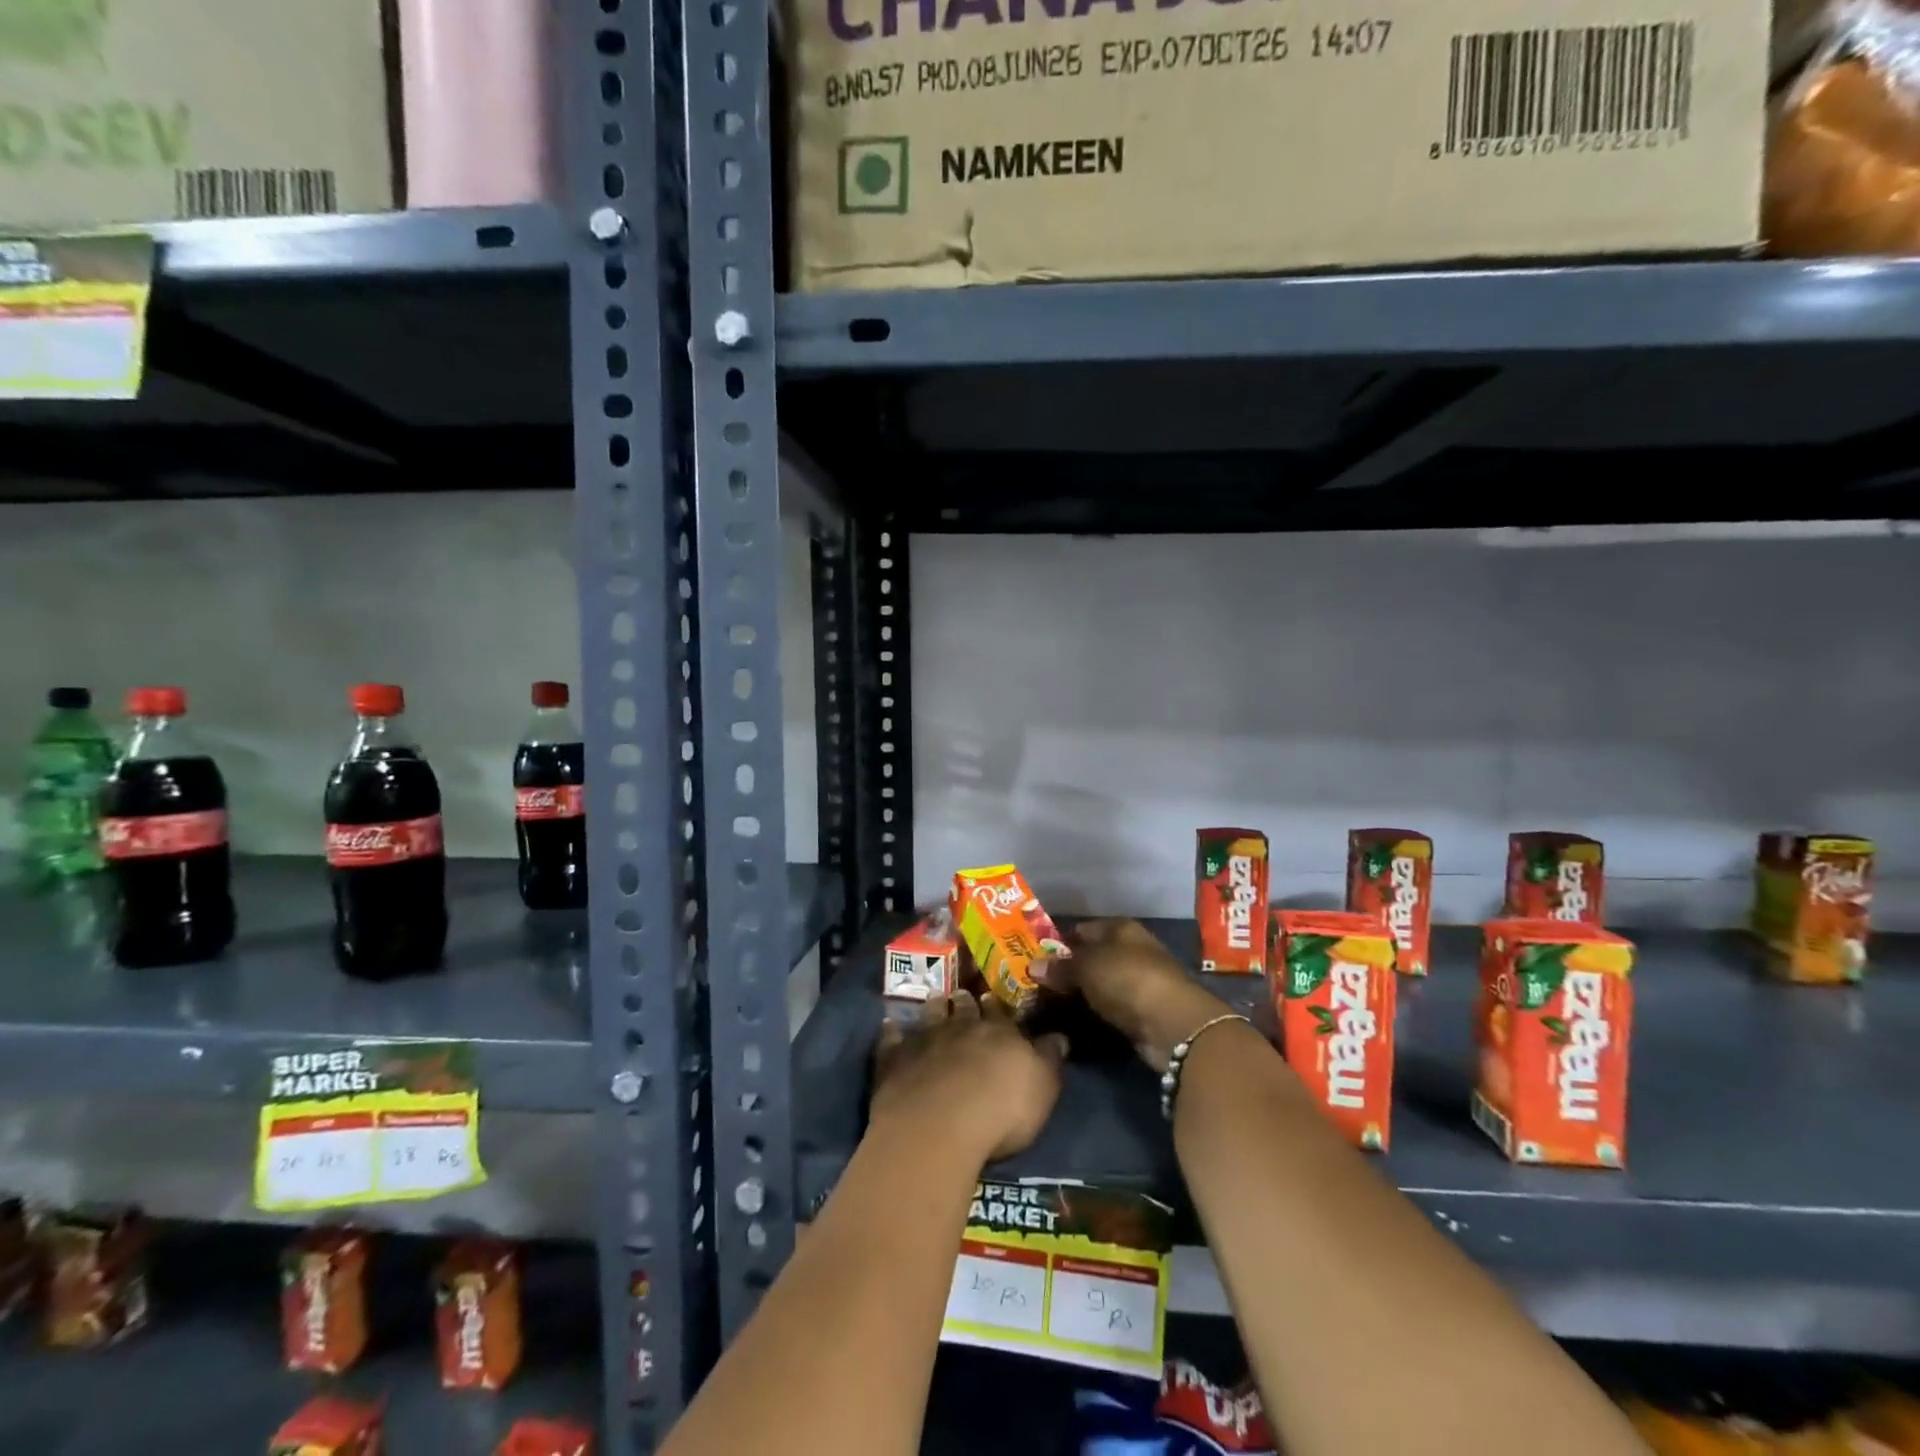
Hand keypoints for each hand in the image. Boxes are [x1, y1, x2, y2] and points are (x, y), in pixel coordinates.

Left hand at [870, 994, 1067, 1163]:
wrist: (940, 1124)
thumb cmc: (1001, 1109)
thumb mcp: (1043, 1087)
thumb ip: (1049, 1059)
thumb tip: (1061, 1035)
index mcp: (999, 1033)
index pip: (1001, 1013)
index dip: (998, 1006)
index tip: (993, 997)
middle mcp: (961, 1027)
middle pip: (964, 1009)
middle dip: (965, 1001)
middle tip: (963, 994)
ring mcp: (925, 1040)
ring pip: (931, 1015)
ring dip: (934, 1007)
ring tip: (936, 999)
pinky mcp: (895, 1058)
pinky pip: (892, 1038)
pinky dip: (892, 1030)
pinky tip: (890, 1023)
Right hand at [1042, 919, 1234, 1070]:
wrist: (1172, 1024)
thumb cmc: (1127, 979)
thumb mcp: (1086, 967)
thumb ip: (1060, 966)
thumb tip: (1032, 966)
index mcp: (1121, 928)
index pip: (1084, 929)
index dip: (1060, 940)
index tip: (1036, 955)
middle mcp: (1132, 949)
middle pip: (1093, 955)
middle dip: (1069, 967)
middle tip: (1038, 981)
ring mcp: (1140, 980)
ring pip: (1102, 981)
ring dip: (1082, 991)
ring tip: (1050, 1001)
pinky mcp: (1144, 1010)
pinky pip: (1111, 1005)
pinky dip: (1096, 1009)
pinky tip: (1075, 1017)